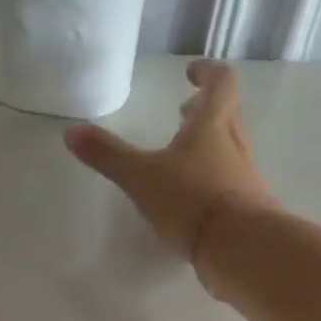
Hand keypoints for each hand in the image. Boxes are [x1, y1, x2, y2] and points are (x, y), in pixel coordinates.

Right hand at [65, 59, 279, 266]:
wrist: (241, 247)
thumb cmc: (191, 201)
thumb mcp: (141, 178)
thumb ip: (108, 155)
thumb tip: (70, 132)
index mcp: (212, 125)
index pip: (220, 82)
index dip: (206, 72)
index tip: (190, 73)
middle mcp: (235, 144)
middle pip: (227, 114)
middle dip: (205, 109)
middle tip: (184, 112)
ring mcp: (246, 176)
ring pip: (230, 148)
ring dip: (209, 144)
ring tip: (183, 158)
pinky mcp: (250, 207)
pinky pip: (232, 181)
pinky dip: (213, 178)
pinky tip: (194, 199)